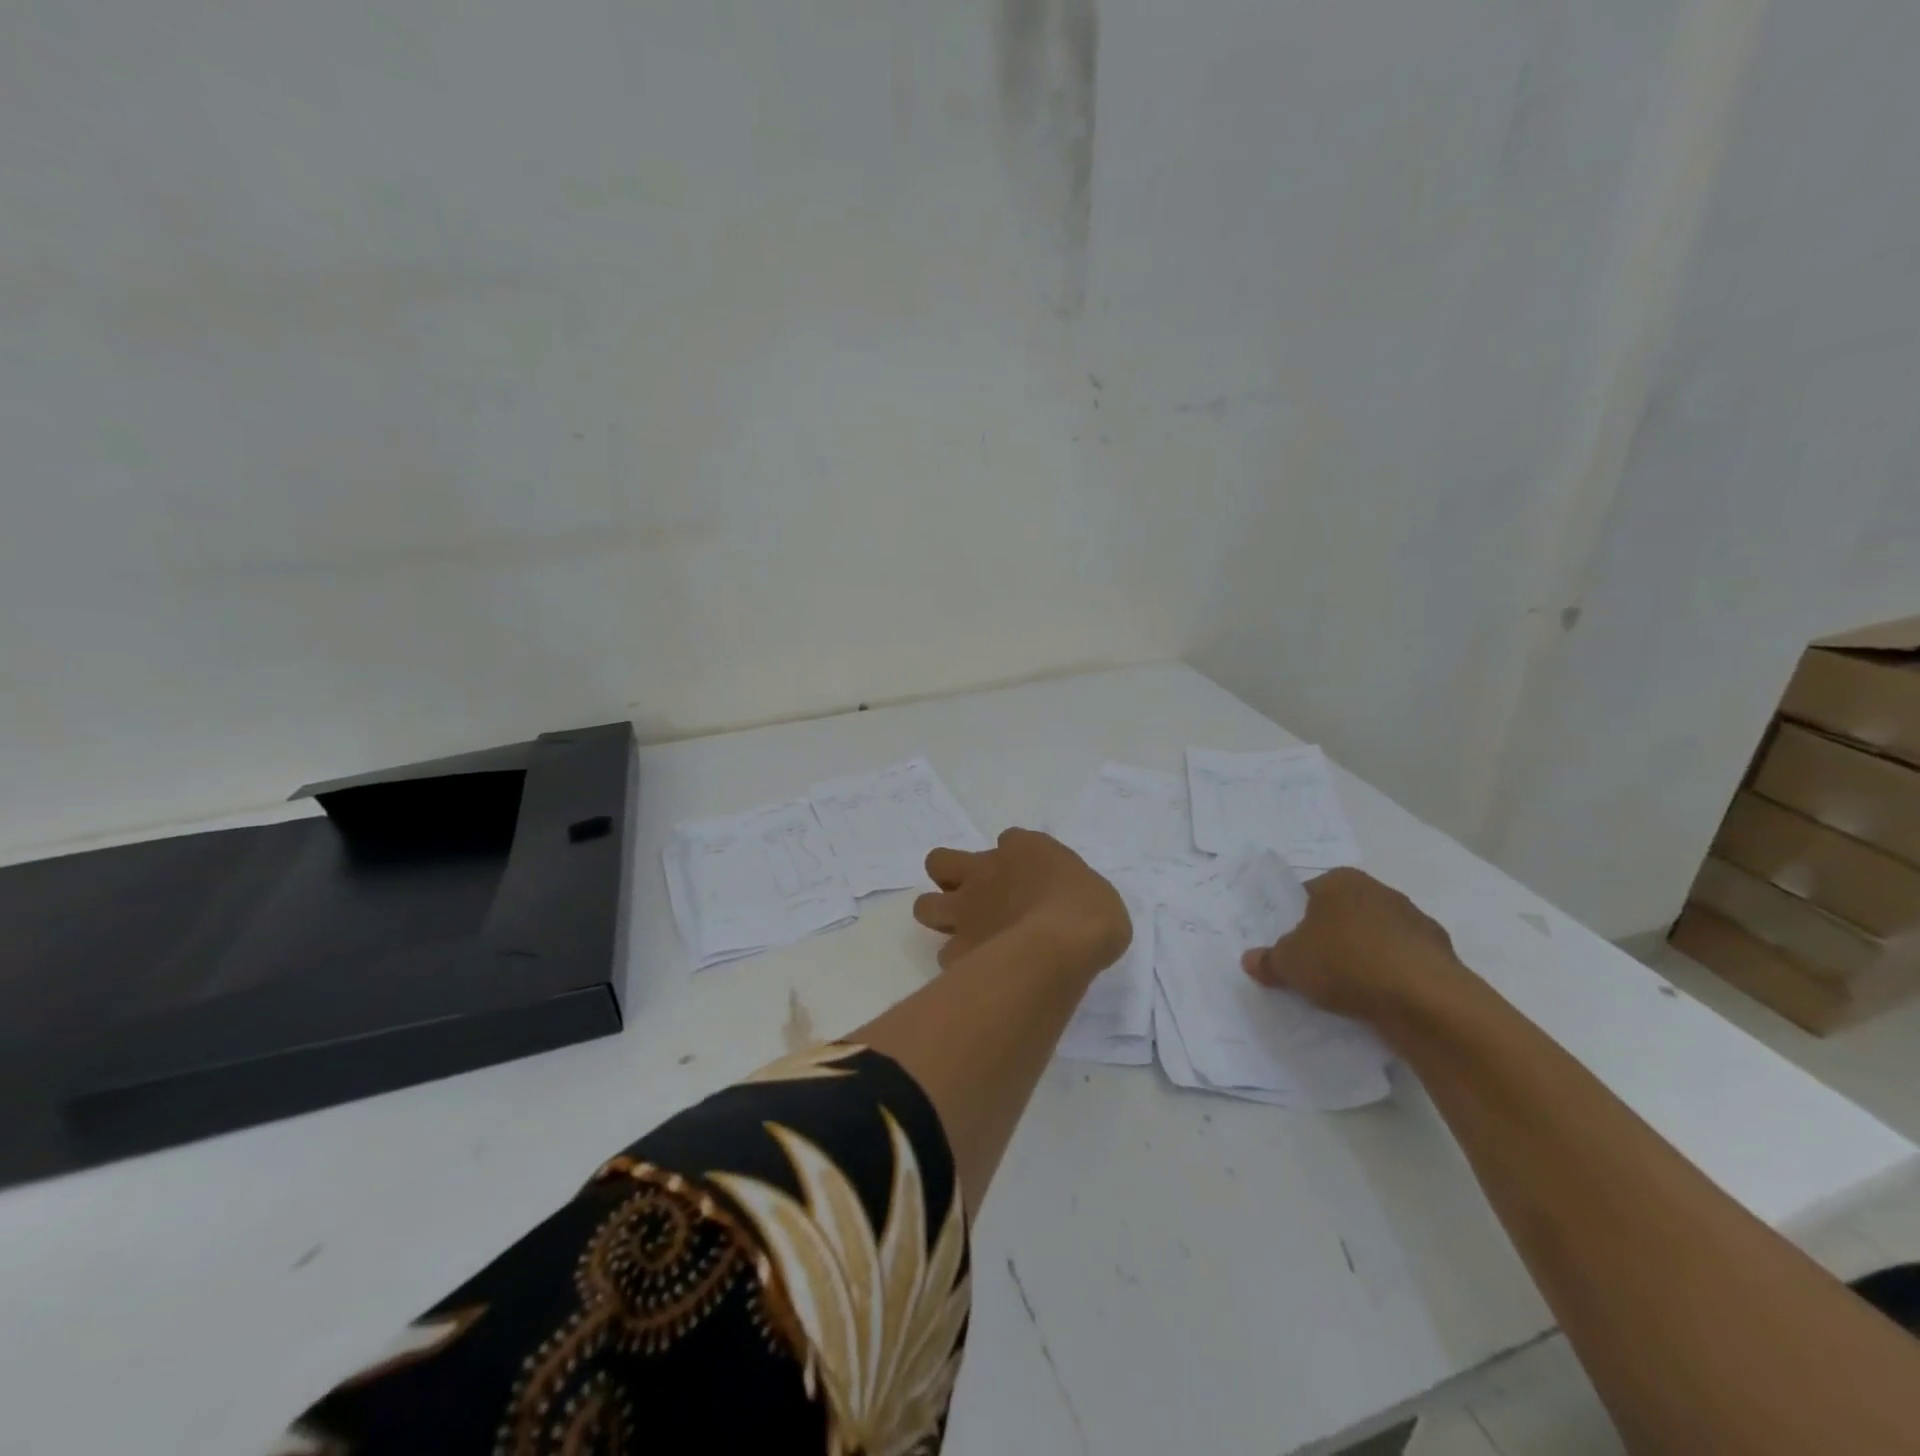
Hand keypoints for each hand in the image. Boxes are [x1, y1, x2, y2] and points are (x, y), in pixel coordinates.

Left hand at [912, 828, 1131, 978]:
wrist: (1062, 945)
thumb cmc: (1089, 910)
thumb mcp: (1093, 889)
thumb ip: (1069, 890)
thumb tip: (1066, 906)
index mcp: (1022, 849)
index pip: (1009, 840)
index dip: (1014, 857)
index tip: (1031, 879)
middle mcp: (984, 873)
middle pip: (939, 862)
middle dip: (949, 878)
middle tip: (977, 898)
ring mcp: (965, 911)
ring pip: (926, 907)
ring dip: (941, 917)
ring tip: (967, 935)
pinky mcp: (958, 950)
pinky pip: (946, 956)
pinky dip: (960, 962)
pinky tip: (980, 972)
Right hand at [1239, 867, 1464, 1022]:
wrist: (1424, 999)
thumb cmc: (1345, 963)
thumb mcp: (1289, 964)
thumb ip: (1268, 960)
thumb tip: (1250, 960)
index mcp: (1341, 880)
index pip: (1308, 894)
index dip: (1294, 920)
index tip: (1289, 947)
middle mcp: (1379, 891)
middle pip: (1343, 914)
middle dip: (1329, 938)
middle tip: (1312, 969)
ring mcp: (1415, 921)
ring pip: (1375, 939)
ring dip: (1362, 959)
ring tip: (1346, 992)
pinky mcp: (1441, 955)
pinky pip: (1402, 964)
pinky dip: (1391, 978)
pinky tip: (1378, 1002)